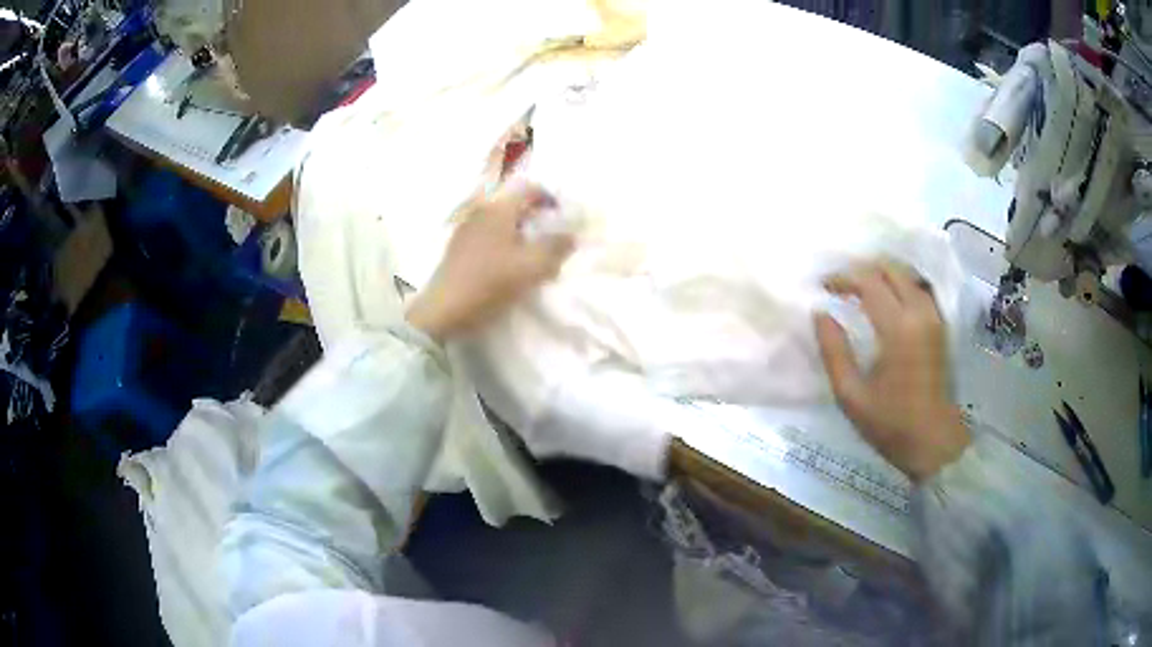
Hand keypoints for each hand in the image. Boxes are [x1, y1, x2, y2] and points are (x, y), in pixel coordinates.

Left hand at [406, 183, 574, 342]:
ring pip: (499, 219)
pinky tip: (507, 263)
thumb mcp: (531, 266)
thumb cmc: (490, 282)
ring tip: (530, 252)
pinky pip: (486, 234)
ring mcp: (465, 229)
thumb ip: (555, 248)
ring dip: (517, 229)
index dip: (548, 197)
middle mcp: (480, 211)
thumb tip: (571, 235)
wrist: (444, 310)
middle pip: (512, 203)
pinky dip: (502, 241)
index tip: (561, 215)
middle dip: (533, 215)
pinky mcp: (457, 248)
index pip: (528, 188)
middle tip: (548, 235)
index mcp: (498, 208)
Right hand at [814, 261, 970, 481]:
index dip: (842, 277)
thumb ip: (833, 351)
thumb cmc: (890, 423)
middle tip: (841, 286)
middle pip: (891, 269)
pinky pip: (919, 289)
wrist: (934, 442)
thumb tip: (820, 314)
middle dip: (862, 270)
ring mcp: (934, 317)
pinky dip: (900, 285)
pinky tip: (887, 300)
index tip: (823, 287)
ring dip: (882, 275)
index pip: (868, 281)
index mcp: (898, 328)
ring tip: (861, 290)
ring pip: (907, 275)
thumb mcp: (851, 395)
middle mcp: (920, 312)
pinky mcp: (941, 325)